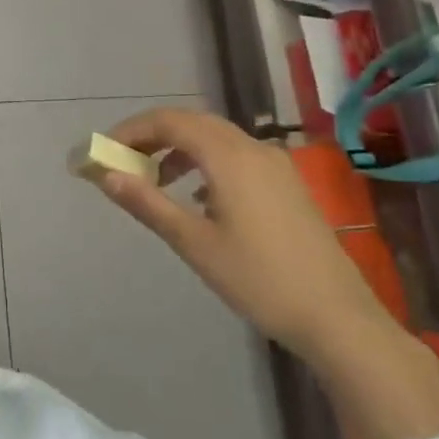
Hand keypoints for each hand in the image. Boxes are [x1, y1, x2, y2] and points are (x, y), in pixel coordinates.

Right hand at [85, 108, 397, 356]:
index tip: (102, 152)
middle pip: (192, 122)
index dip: (130, 130)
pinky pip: (235, 155)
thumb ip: (148, 203)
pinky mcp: (286, 184)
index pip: (169, 121)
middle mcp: (253, 148)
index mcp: (229, 156)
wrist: (336, 316)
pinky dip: (204, 162)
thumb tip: (106, 175)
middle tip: (121, 161)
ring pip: (215, 137)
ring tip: (152, 180)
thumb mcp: (194, 243)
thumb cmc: (258, 279)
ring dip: (178, 148)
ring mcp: (275, 165)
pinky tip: (196, 197)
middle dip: (152, 136)